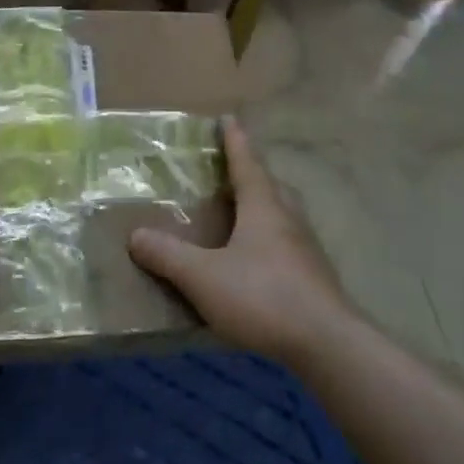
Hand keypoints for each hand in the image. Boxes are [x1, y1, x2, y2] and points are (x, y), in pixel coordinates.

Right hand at [128, 117, 354, 369]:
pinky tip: (259, 260)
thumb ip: (168, 255)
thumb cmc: (263, 296)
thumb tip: (135, 236)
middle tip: (233, 171)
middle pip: (272, 186)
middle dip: (253, 174)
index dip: (235, 142)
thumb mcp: (203, 276)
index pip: (247, 164)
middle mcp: (289, 220)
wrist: (328, 344)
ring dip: (265, 206)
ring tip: (244, 213)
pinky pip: (289, 244)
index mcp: (264, 208)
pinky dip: (272, 240)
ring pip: (284, 215)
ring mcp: (307, 250)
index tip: (228, 119)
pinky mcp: (315, 278)